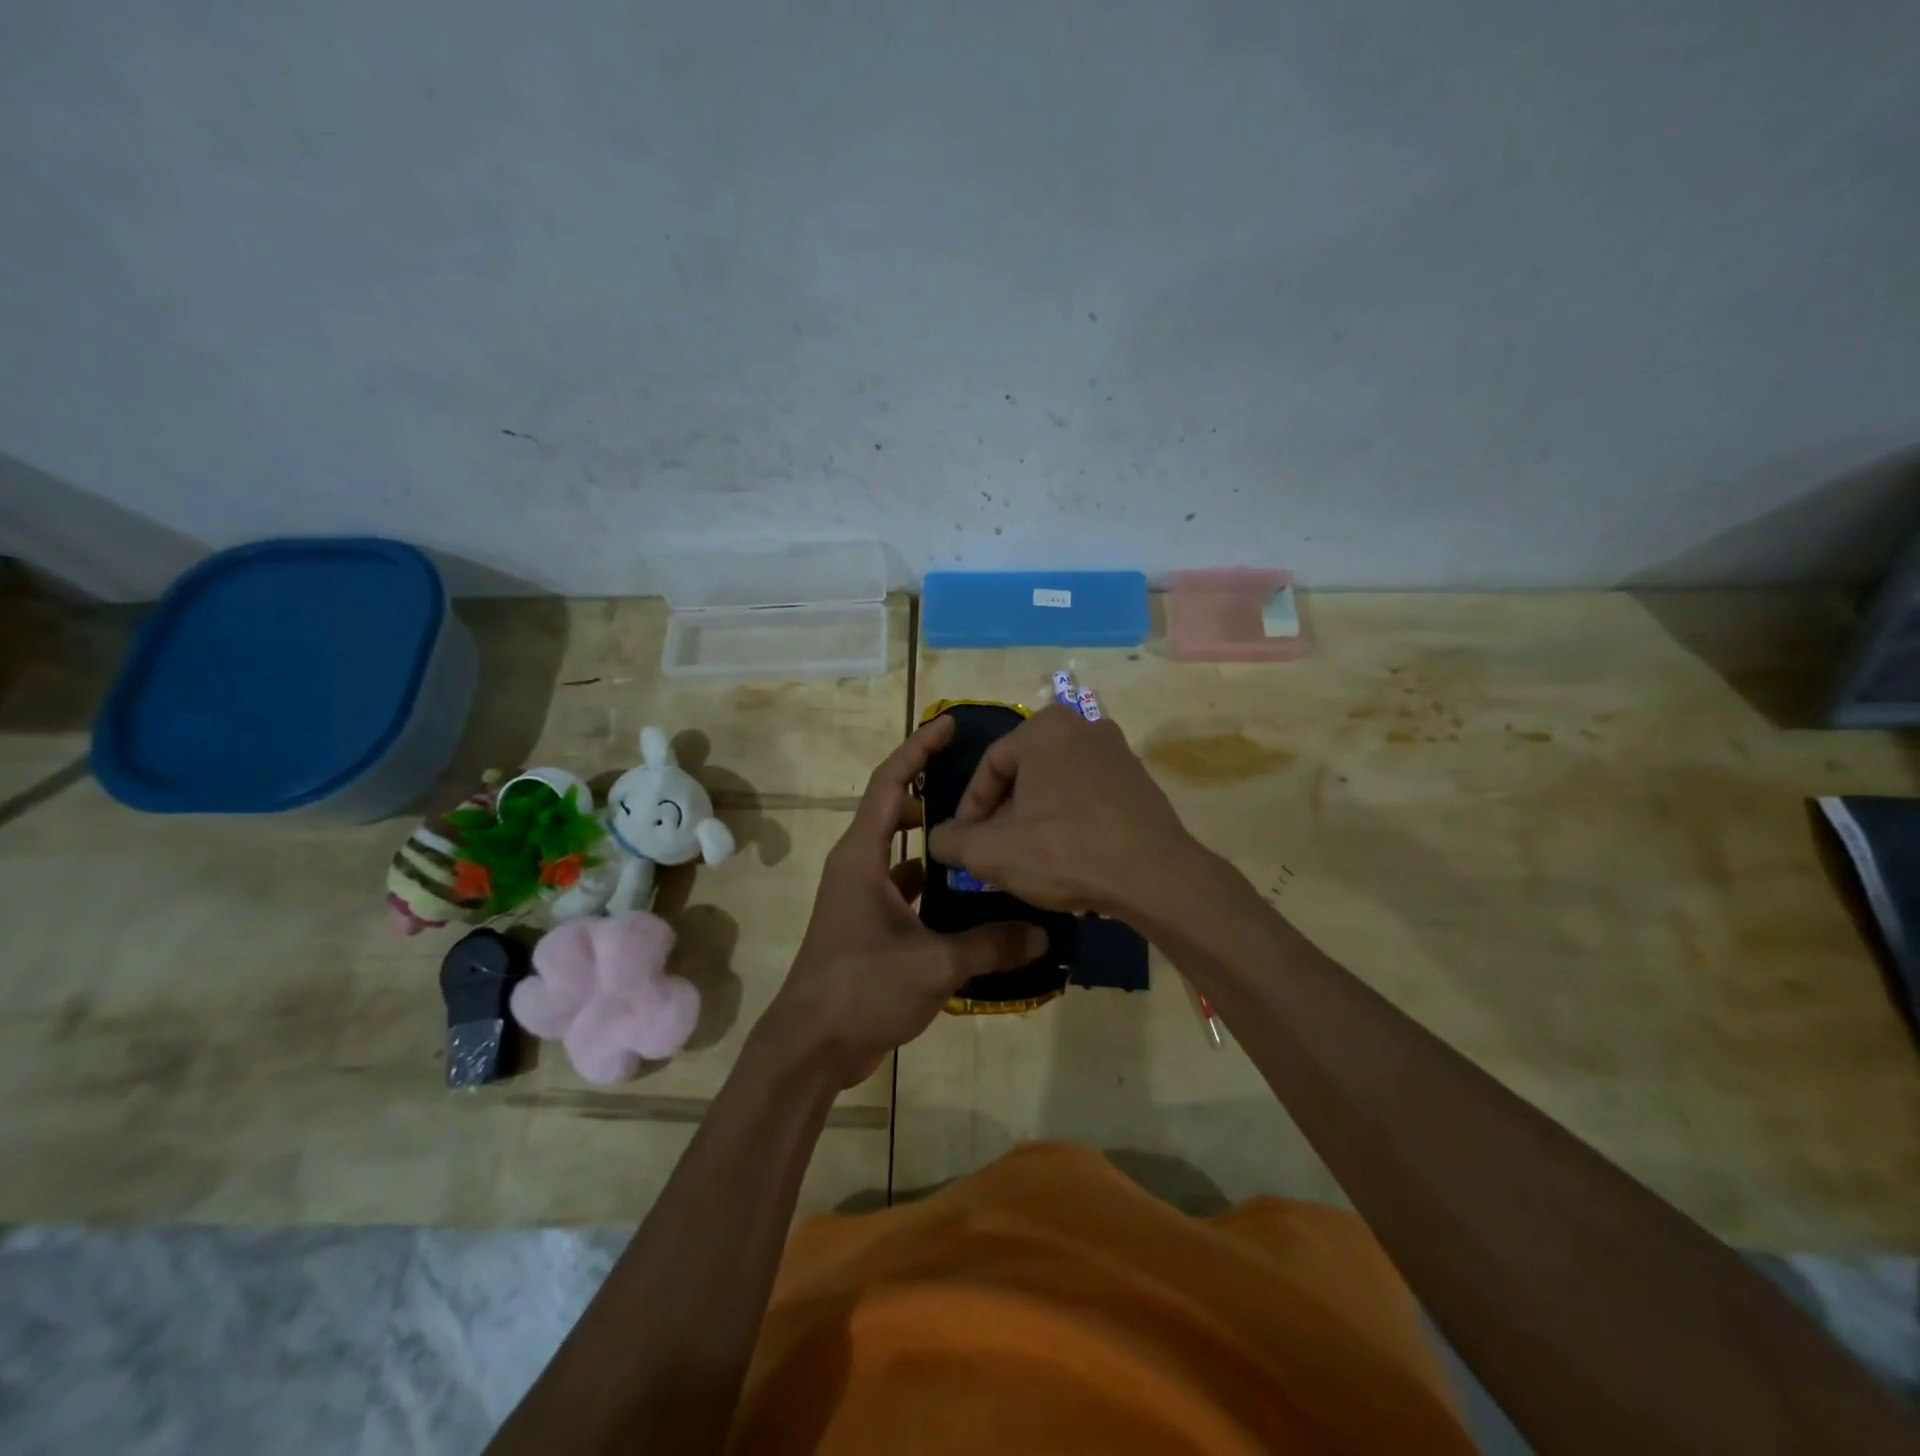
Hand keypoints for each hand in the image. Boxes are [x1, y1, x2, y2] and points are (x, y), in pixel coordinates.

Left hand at [761, 715, 1045, 1089]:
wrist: (810, 1047)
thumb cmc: (861, 988)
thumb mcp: (933, 963)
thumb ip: (991, 944)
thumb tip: (1044, 933)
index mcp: (861, 857)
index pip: (889, 782)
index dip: (918, 748)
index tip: (949, 725)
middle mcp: (857, 867)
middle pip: (893, 810)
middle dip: (931, 792)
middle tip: (978, 787)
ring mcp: (860, 898)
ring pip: (901, 853)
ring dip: (934, 843)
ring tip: (983, 837)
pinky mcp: (868, 926)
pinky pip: (904, 889)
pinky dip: (932, 886)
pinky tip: (969, 899)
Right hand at [926, 703, 1199, 915]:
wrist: (1155, 876)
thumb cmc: (1064, 851)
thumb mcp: (992, 852)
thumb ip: (952, 841)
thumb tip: (939, 839)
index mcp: (1044, 727)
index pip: (989, 767)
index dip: (969, 810)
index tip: (965, 845)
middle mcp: (1083, 726)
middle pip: (1023, 773)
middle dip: (1003, 813)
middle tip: (994, 850)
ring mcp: (1117, 751)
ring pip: (1055, 784)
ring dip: (1034, 817)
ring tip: (1027, 856)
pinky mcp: (1139, 779)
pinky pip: (1087, 794)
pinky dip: (1068, 818)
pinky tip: (1067, 854)